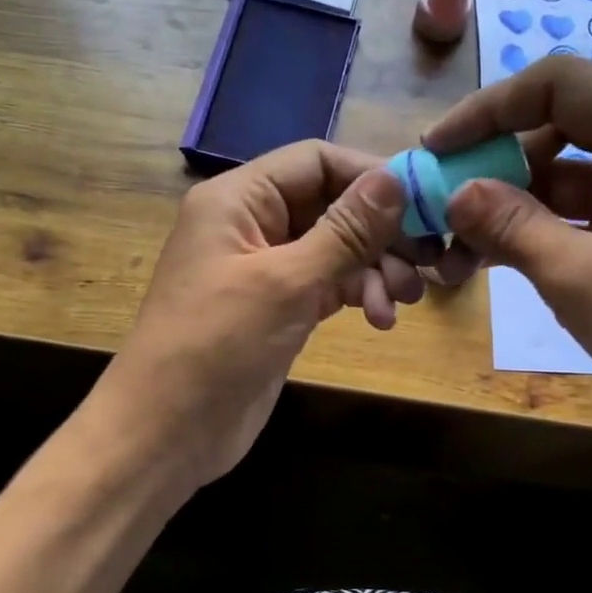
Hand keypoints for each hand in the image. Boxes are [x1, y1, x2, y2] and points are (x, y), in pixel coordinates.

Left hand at [91, 141, 418, 497]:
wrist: (167, 431)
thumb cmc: (217, 344)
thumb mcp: (286, 282)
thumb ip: (345, 230)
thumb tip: (394, 179)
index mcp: (238, 199)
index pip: (315, 161)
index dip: (370, 175)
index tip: (424, 202)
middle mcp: (251, 225)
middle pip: (330, 205)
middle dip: (379, 233)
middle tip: (425, 263)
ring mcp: (264, 270)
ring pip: (334, 249)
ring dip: (374, 269)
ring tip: (401, 303)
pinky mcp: (277, 309)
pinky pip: (327, 285)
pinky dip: (356, 295)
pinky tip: (380, 319)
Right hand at [423, 56, 591, 484]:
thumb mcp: (584, 280)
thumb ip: (513, 226)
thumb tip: (453, 192)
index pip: (565, 86)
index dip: (492, 108)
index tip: (438, 147)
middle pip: (558, 130)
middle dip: (492, 164)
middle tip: (437, 203)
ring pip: (558, 180)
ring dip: (502, 207)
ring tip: (449, 248)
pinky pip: (570, 221)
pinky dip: (526, 236)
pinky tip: (480, 262)